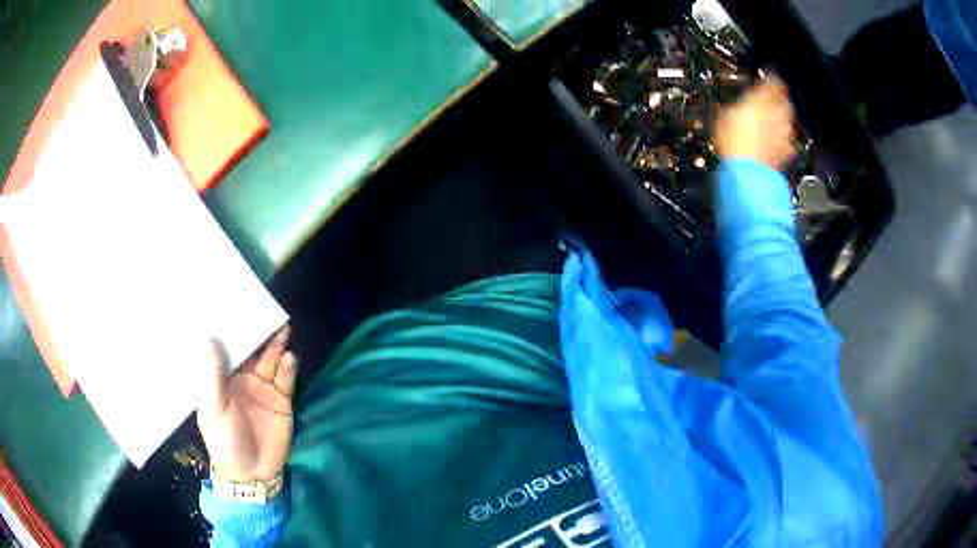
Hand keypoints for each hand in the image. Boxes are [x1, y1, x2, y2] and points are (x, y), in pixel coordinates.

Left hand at [197, 325, 296, 481]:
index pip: (228, 349)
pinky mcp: (282, 401)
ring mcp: (263, 389)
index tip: (235, 307)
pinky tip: (289, 358)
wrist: (252, 474)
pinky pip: (286, 380)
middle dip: (259, 333)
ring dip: (276, 346)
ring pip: (270, 361)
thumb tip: (210, 339)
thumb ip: (214, 376)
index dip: (232, 330)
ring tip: (282, 328)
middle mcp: (243, 379)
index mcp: (223, 379)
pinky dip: (288, 368)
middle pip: (252, 351)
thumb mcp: (214, 408)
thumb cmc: (224, 440)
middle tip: (266, 311)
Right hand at [714, 77, 795, 169]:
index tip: (766, 80)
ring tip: (769, 124)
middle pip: (783, 101)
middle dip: (777, 101)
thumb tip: (736, 106)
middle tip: (768, 102)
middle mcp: (778, 113)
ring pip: (787, 121)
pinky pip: (787, 141)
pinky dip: (781, 140)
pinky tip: (773, 143)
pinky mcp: (786, 152)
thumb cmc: (733, 141)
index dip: (770, 80)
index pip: (773, 82)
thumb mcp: (725, 116)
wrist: (747, 172)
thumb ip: (737, 107)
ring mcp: (784, 133)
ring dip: (780, 120)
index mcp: (762, 98)